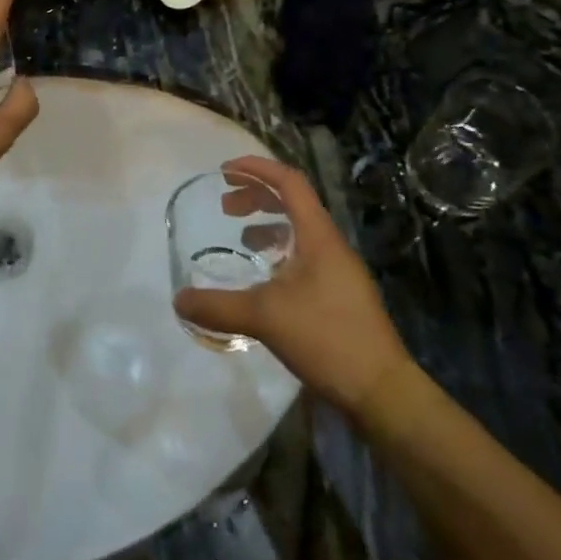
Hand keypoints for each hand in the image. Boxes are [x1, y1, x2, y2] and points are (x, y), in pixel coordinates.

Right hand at [174, 157, 415, 417]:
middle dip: (256, 196)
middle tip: (225, 206)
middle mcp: (330, 244)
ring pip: (300, 229)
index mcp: (317, 235)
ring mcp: (339, 270)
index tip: (224, 171)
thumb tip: (178, 300)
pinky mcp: (341, 293)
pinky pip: (305, 254)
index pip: (289, 182)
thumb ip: (218, 306)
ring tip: (241, 239)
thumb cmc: (326, 338)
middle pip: (293, 201)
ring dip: (268, 224)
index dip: (256, 168)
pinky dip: (280, 251)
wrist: (382, 391)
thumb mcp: (264, 318)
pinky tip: (265, 276)